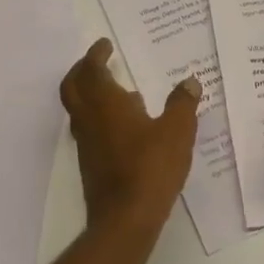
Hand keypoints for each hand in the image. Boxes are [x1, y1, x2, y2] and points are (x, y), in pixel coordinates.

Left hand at [59, 39, 201, 231]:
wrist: (125, 218)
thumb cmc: (151, 168)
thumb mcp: (177, 131)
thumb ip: (182, 104)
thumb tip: (190, 82)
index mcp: (105, 104)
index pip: (91, 69)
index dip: (96, 54)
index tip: (105, 45)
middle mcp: (89, 120)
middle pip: (73, 86)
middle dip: (82, 70)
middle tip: (99, 61)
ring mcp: (86, 144)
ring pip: (78, 109)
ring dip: (90, 94)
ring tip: (118, 91)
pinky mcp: (90, 164)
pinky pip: (89, 129)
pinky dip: (99, 117)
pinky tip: (125, 126)